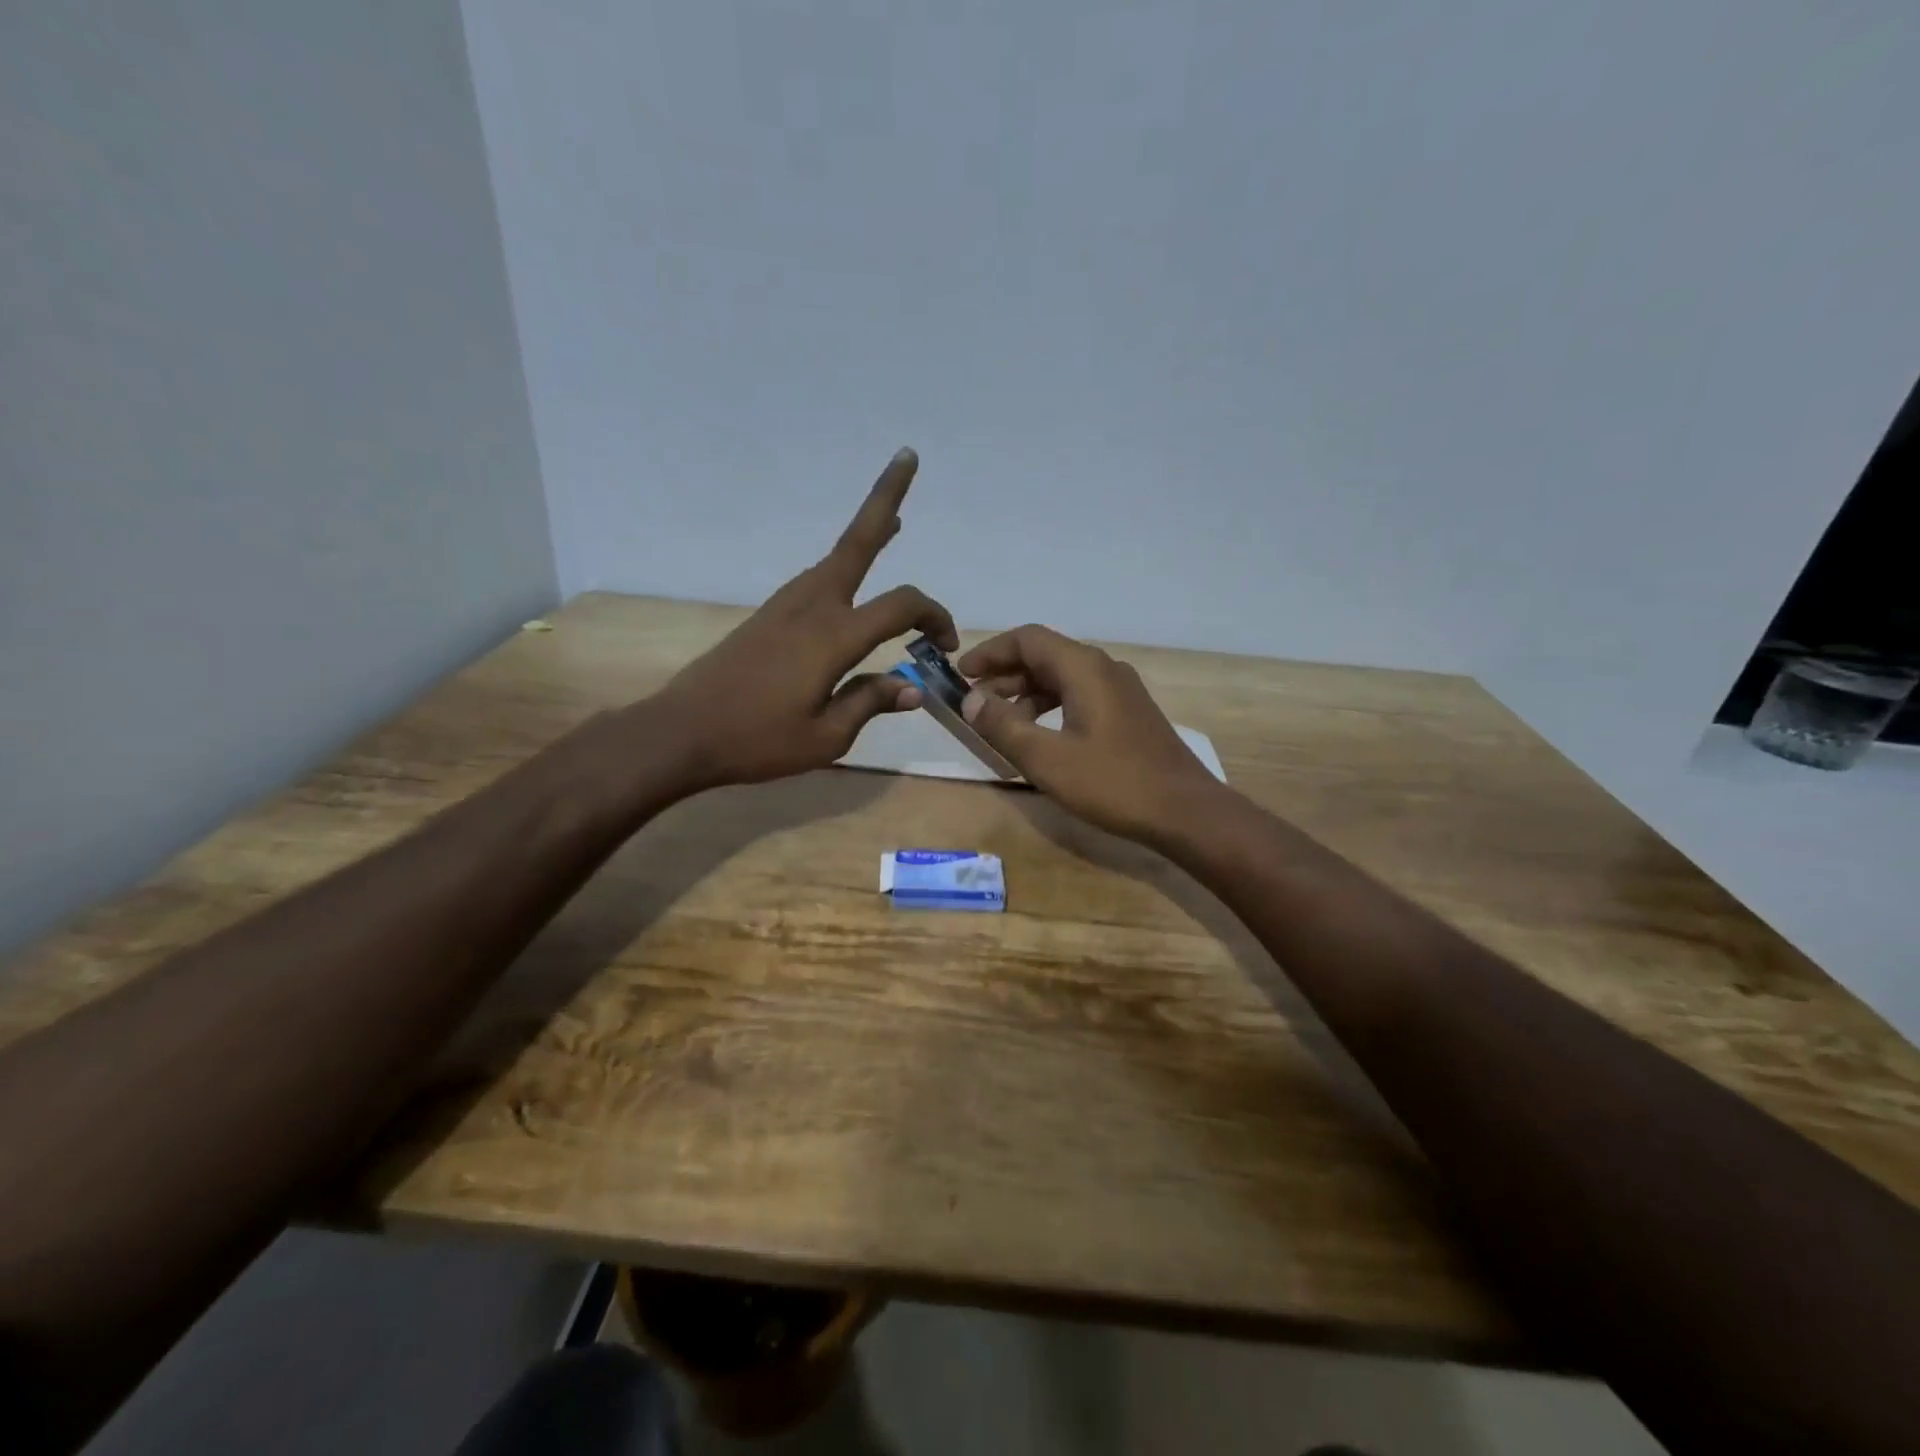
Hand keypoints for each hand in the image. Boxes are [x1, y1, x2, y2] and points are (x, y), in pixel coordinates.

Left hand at [652, 448, 958, 790]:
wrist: (682, 733)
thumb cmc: (758, 741)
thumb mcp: (827, 737)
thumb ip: (871, 703)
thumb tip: (912, 687)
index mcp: (834, 636)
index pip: (901, 606)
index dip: (935, 618)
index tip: (946, 648)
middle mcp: (812, 606)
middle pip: (858, 541)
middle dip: (886, 497)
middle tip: (907, 457)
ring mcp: (785, 606)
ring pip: (836, 557)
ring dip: (867, 533)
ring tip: (893, 522)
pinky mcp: (768, 616)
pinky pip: (817, 579)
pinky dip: (842, 567)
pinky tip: (849, 582)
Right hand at [956, 625, 1221, 842]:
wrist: (1186, 812)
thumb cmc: (1113, 783)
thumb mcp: (1047, 759)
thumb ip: (1003, 726)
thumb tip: (971, 700)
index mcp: (1084, 668)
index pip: (1027, 640)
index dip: (990, 653)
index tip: (961, 675)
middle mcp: (1103, 669)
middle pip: (1044, 656)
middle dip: (1004, 676)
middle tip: (974, 705)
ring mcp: (1121, 690)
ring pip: (1062, 678)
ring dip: (1026, 695)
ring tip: (1001, 725)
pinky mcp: (1129, 714)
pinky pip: (1079, 696)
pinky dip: (1050, 708)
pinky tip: (1040, 738)